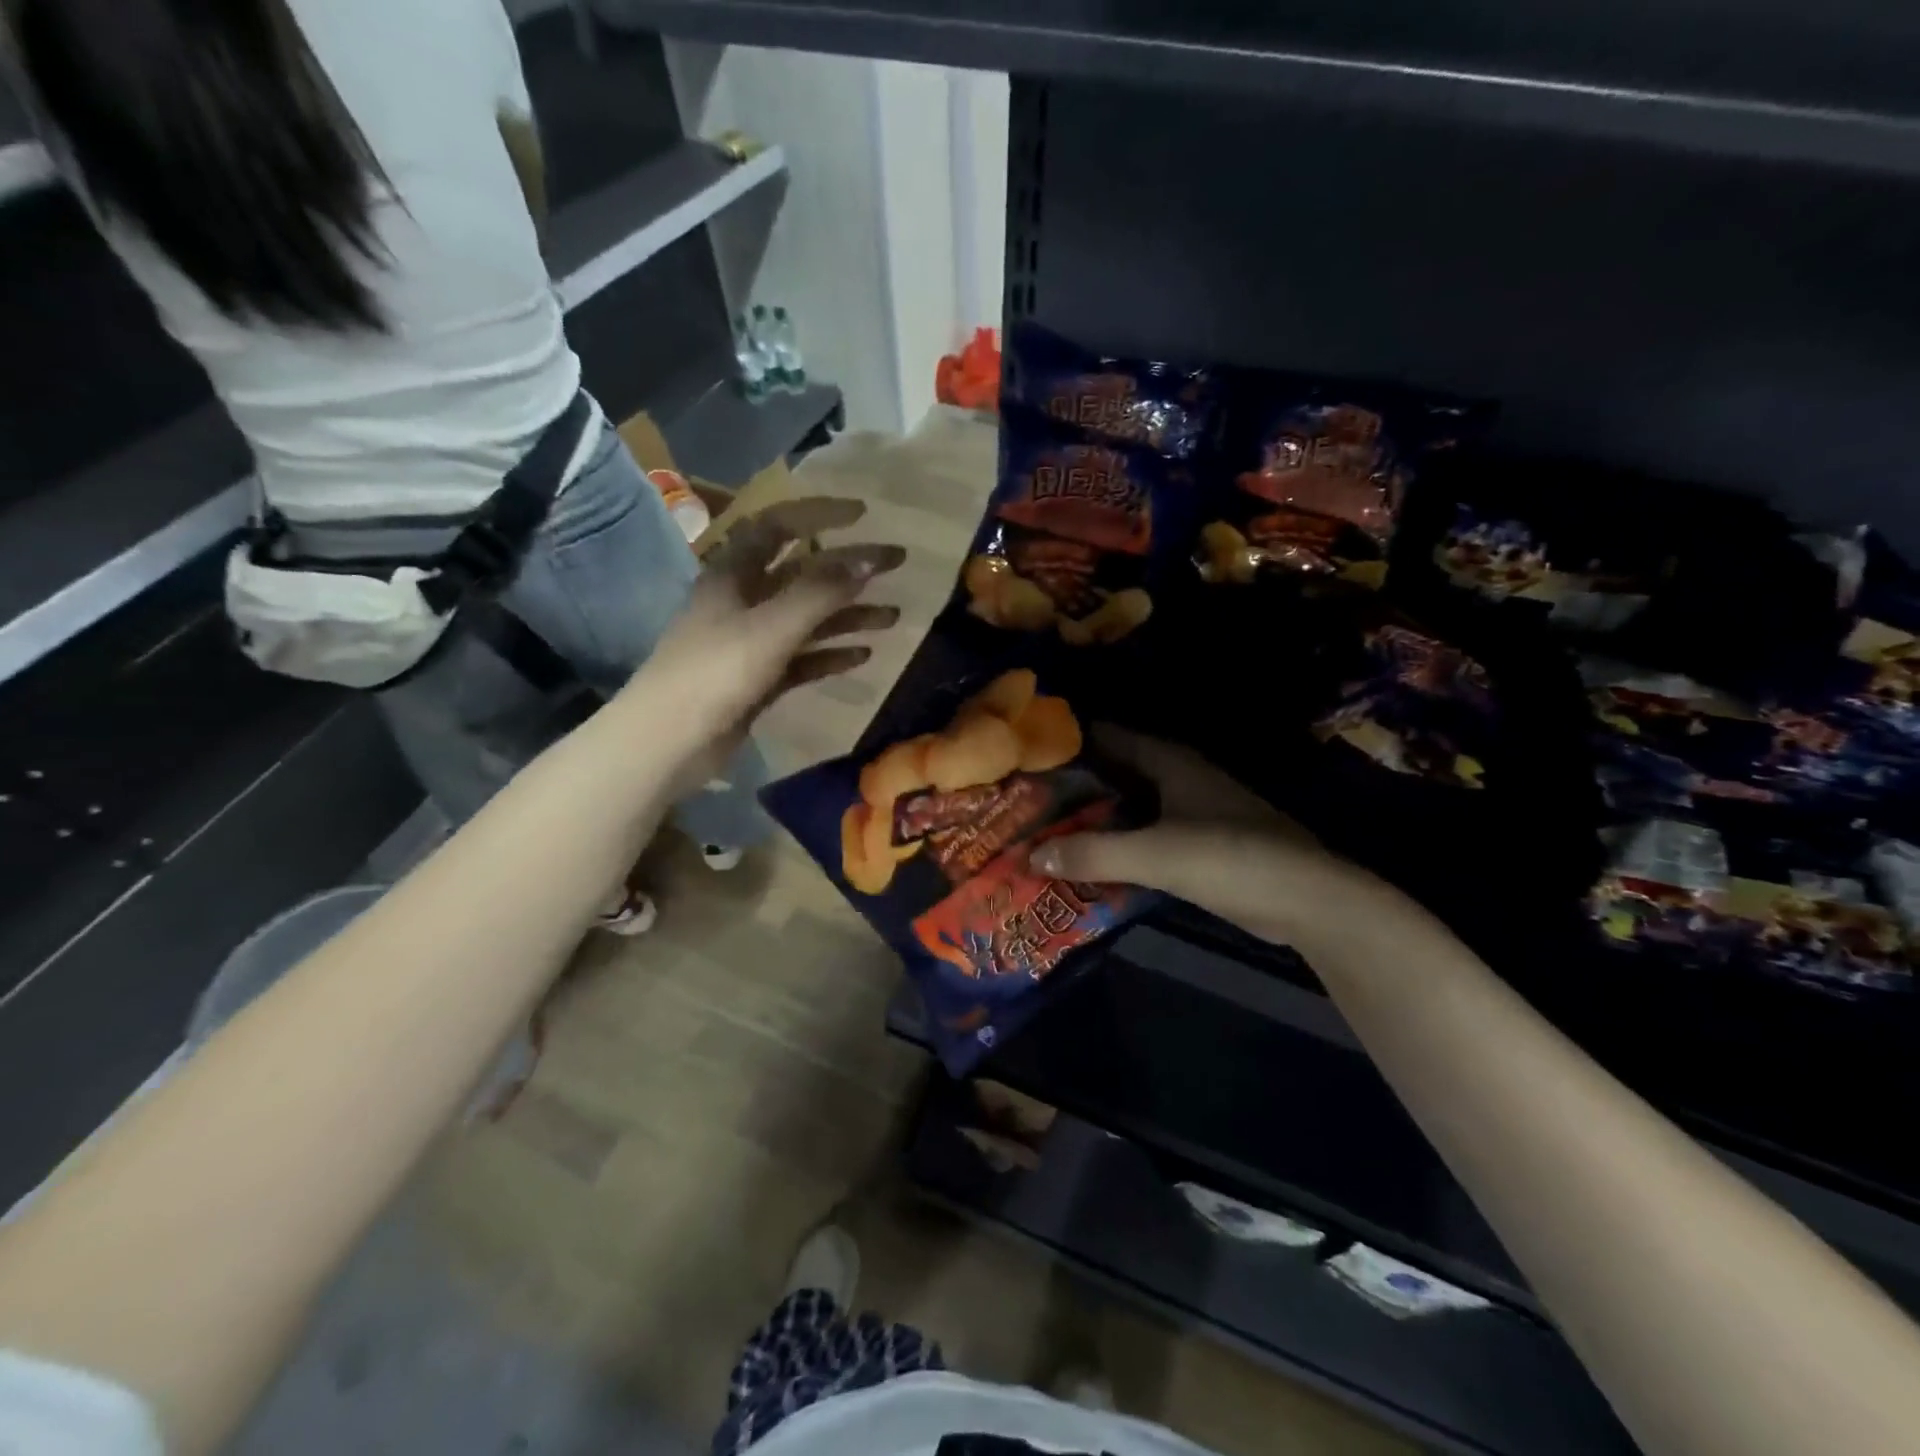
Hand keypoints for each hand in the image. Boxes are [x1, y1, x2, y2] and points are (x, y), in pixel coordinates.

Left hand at [619, 497, 904, 778]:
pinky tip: (862, 657)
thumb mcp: (771, 626)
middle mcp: (742, 600)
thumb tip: (868, 560)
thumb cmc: (715, 672)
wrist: (670, 742)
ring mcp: (750, 642)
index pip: (779, 526)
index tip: (863, 515)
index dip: (820, 515)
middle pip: (803, 573)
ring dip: (848, 615)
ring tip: (892, 618)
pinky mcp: (758, 678)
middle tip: (895, 564)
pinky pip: (803, 658)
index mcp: (733, 574)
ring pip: (808, 618)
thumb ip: (821, 592)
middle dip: (849, 568)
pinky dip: (831, 654)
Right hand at [1032, 726, 1380, 953]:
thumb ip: (1093, 852)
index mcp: (1170, 762)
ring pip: (1128, 807)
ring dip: (1092, 816)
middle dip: (1073, 784)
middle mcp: (1177, 779)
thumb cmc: (1231, 857)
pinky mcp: (1197, 847)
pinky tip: (1085, 860)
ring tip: (1041, 828)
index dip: (1068, 742)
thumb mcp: (1156, 853)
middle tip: (1022, 797)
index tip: (1024, 753)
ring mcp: (1189, 814)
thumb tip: (1029, 855)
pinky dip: (1115, 844)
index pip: (1108, 737)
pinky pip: (1142, 837)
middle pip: (1114, 773)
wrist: (1307, 900)